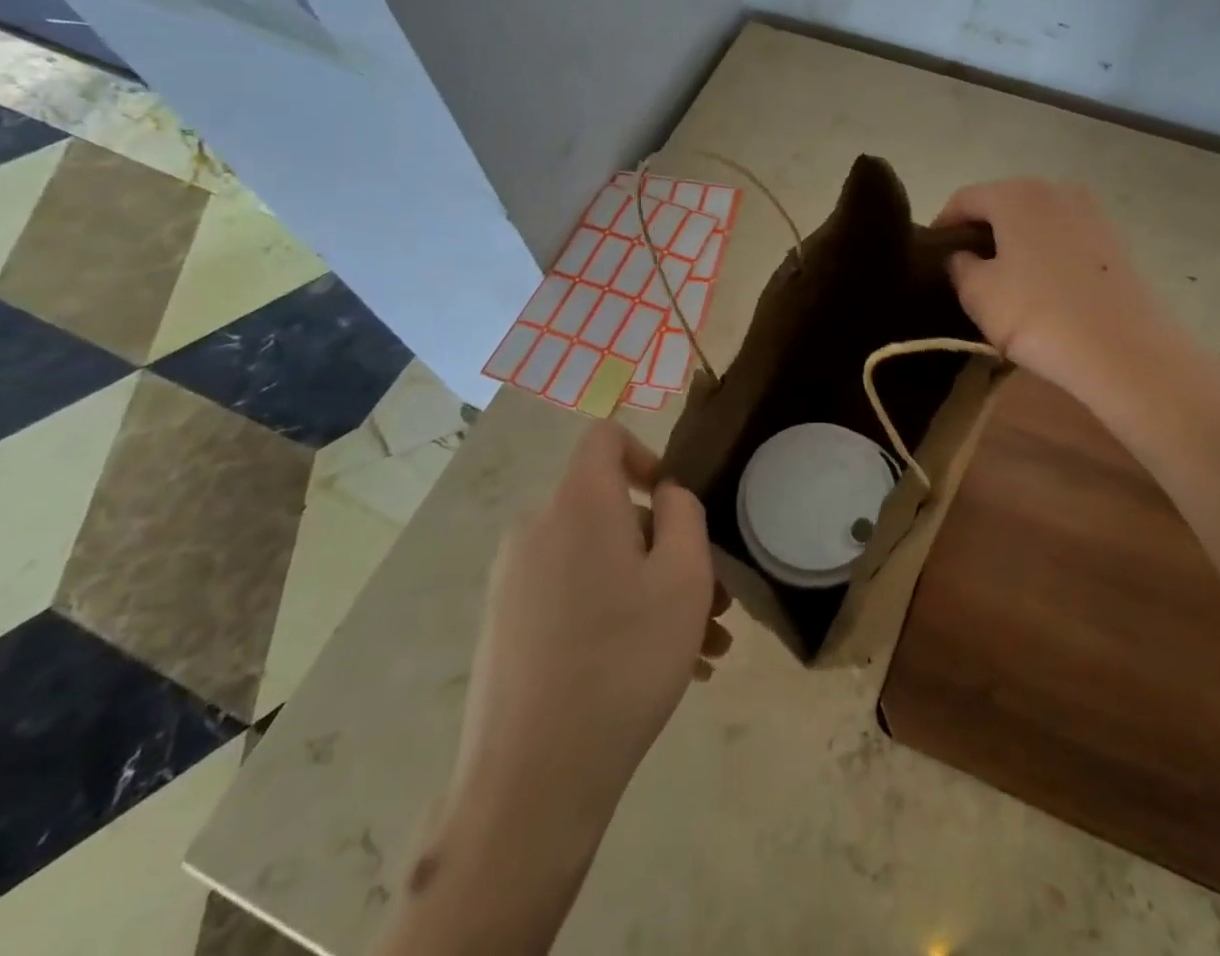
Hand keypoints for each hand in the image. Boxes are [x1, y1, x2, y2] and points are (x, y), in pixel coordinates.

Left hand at [449, 423, 729, 844]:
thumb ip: (684, 513)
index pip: (605, 438)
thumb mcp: (684, 577)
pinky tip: (658, 670)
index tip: (677, 506)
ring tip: (701, 650)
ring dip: (652, 591)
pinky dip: (616, 614)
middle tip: (713, 605)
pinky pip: (574, 597)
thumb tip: (664, 495)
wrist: (531, 781)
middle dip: (668, 549)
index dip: (647, 455)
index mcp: (577, 502)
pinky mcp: (506, 627)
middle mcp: (537, 529)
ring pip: (600, 562)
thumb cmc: (624, 660)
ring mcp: (515, 582)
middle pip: (612, 512)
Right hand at [935, 178, 1184, 409]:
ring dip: (1015, 241)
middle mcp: (1055, 189)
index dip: (943, 225)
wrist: (1124, 350)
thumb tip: (962, 255)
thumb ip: (959, 265)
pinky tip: (1042, 285)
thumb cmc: (1037, 315)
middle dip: (981, 230)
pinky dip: (1046, 252)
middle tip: (965, 266)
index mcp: (1016, 194)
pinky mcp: (1114, 240)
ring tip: (1004, 278)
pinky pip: (1065, 237)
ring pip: (1036, 220)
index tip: (932, 253)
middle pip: (1003, 203)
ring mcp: (1091, 212)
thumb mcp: (978, 294)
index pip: (964, 199)